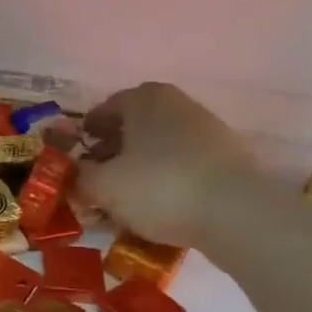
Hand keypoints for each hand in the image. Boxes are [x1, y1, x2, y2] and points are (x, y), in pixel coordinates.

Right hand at [78, 82, 265, 248]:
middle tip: (96, 177)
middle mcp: (177, 104)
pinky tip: (156, 205)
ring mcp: (207, 130)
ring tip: (124, 197)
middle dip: (113, 150)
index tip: (75, 154)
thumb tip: (76, 175)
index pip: (105, 108)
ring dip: (139, 166)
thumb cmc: (158, 187)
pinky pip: (183, 165)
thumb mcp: (103, 186)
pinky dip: (165, 179)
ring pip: (159, 146)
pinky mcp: (227, 158)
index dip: (86, 132)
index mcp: (144, 99)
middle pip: (135, 126)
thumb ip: (80, 177)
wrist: (236, 213)